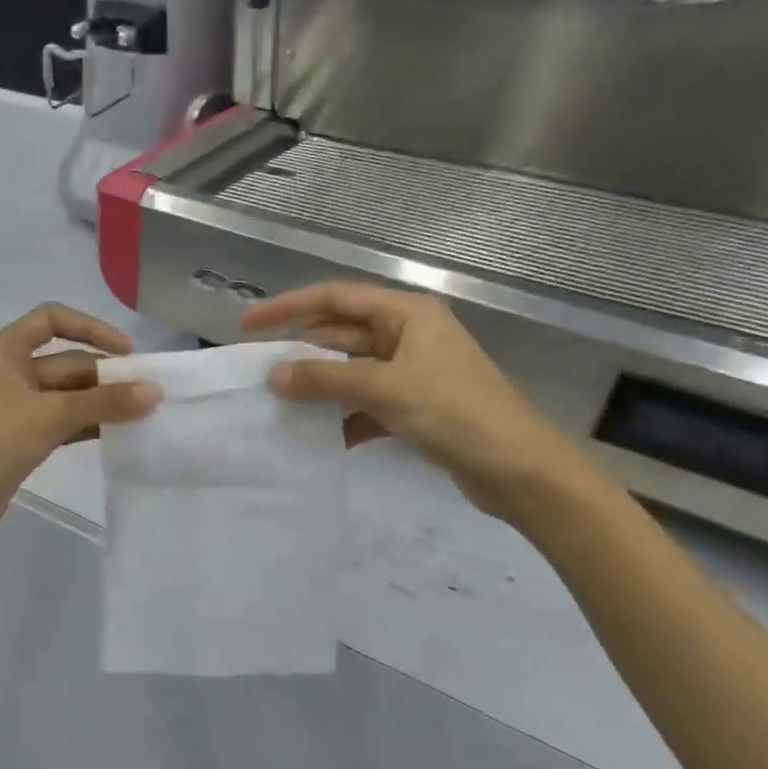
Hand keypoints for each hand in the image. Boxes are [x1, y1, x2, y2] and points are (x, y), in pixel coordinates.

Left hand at [0, 304, 160, 552]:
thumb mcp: (50, 416)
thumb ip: (104, 402)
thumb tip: (155, 391)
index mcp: (2, 352)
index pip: (51, 320)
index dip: (91, 328)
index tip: (127, 353)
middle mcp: (6, 374)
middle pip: (64, 362)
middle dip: (104, 375)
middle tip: (148, 392)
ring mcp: (11, 410)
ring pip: (64, 397)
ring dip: (99, 403)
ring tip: (141, 415)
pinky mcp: (17, 442)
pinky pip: (59, 424)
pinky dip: (85, 426)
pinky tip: (116, 435)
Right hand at [243, 282, 591, 521]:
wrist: (519, 470)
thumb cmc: (457, 413)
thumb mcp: (386, 389)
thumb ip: (326, 378)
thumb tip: (274, 376)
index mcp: (407, 314)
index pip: (335, 298)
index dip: (288, 308)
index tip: (248, 326)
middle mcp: (407, 336)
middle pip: (340, 335)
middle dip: (301, 352)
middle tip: (257, 371)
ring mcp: (411, 373)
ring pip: (350, 372)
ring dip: (319, 388)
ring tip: (278, 405)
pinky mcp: (414, 408)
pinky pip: (365, 404)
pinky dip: (342, 418)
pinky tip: (320, 438)